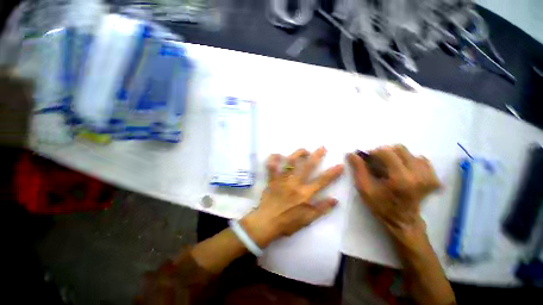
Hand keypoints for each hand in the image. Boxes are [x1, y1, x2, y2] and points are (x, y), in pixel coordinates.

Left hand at [241, 147, 343, 247]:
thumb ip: (321, 209)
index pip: (322, 181)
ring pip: (290, 163)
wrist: (267, 223)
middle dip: (316, 156)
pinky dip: (273, 159)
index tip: (340, 164)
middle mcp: (294, 184)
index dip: (332, 173)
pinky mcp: (272, 180)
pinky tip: (278, 154)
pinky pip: (271, 166)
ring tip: (303, 150)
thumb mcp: (307, 220)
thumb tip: (335, 200)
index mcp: (304, 194)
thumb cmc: (287, 222)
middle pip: (307, 167)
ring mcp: (282, 180)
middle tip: (322, 148)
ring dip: (297, 154)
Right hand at [348, 145, 439, 234]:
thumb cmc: (381, 205)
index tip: (368, 159)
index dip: (374, 152)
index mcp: (400, 178)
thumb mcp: (364, 188)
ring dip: (396, 157)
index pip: (386, 152)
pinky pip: (420, 159)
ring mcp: (429, 176)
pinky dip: (409, 161)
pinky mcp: (434, 178)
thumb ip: (358, 169)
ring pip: (409, 153)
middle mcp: (418, 174)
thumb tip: (351, 153)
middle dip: (385, 153)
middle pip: (399, 149)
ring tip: (390, 168)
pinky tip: (403, 171)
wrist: (403, 221)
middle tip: (378, 163)